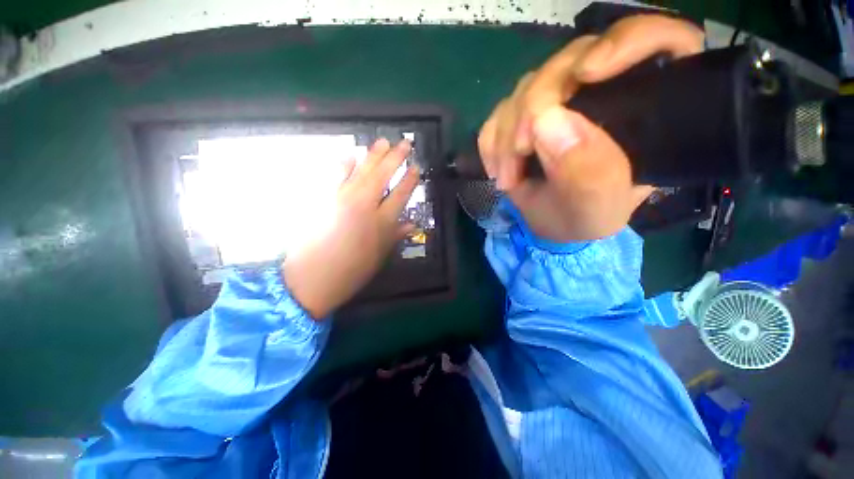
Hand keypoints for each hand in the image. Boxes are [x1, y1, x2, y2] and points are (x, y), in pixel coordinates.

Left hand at [282, 139, 418, 318]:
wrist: (311, 278)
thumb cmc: (351, 272)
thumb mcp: (379, 256)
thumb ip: (395, 236)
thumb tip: (411, 224)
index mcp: (381, 222)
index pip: (400, 194)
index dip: (410, 180)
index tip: (416, 167)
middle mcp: (364, 206)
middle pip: (383, 176)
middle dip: (396, 157)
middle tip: (404, 143)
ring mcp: (342, 199)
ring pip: (361, 171)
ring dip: (373, 155)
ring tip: (382, 141)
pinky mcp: (323, 199)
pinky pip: (335, 176)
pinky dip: (344, 164)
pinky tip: (350, 155)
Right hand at [478, 15, 703, 241]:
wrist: (551, 224)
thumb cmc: (584, 217)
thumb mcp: (596, 206)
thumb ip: (587, 172)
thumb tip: (546, 121)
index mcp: (643, 106)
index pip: (655, 40)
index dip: (626, 41)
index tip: (587, 74)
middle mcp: (602, 90)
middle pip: (569, 61)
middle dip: (533, 107)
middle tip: (518, 153)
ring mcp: (558, 100)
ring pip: (526, 87)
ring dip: (506, 134)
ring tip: (507, 178)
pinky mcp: (525, 114)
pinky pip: (499, 111)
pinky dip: (492, 141)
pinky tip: (498, 168)